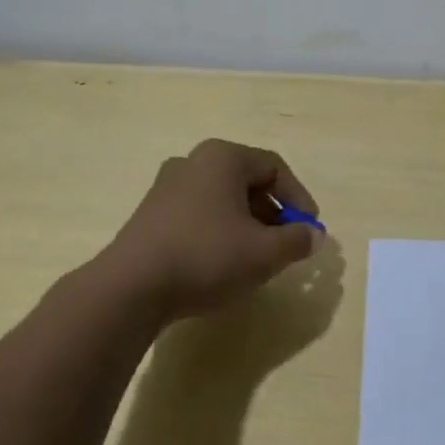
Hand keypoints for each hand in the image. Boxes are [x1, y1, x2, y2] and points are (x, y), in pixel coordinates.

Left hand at [99, 139, 321, 317]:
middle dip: (273, 214)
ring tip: (256, 258)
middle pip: (247, 182)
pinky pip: (198, 215)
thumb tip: (313, 235)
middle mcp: (193, 162)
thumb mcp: (265, 252)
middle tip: (285, 244)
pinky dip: (219, 232)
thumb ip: (297, 241)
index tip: (309, 230)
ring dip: (246, 225)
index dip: (298, 198)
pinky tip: (221, 264)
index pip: (274, 168)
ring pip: (222, 200)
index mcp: (223, 157)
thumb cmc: (206, 256)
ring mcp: (166, 187)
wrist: (131, 287)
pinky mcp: (150, 215)